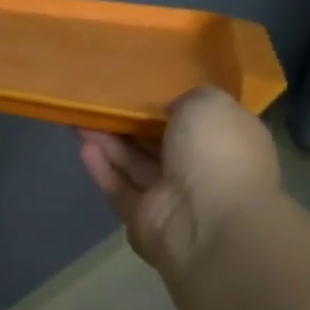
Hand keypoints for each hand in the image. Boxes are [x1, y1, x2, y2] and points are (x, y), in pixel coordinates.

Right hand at [77, 87, 281, 278]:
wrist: (210, 222)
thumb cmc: (217, 152)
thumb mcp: (210, 103)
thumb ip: (187, 98)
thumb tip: (170, 110)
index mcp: (227, 141)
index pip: (197, 120)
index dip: (168, 104)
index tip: (142, 87)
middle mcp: (202, 169)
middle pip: (159, 142)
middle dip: (130, 123)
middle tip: (101, 102)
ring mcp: (173, 197)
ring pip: (135, 164)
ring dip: (110, 142)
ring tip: (82, 120)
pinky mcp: (145, 219)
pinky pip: (120, 189)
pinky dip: (103, 169)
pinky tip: (83, 148)